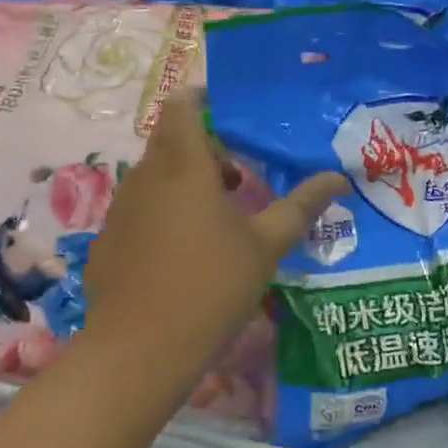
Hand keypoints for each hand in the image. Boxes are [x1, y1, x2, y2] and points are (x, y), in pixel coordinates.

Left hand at [81, 90, 347, 368]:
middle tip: (239, 176)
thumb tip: (339, 179)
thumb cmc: (212, 286)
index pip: (182, 106)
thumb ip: (302, 206)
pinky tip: (182, 251)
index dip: (201, 98)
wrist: (140, 348)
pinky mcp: (108, 237)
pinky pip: (139, 206)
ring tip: (217, 216)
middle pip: (170, 139)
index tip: (230, 113)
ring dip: (184, 180)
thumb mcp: (266, 245)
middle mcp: (146, 176)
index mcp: (184, 165)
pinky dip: (162, 210)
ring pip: (154, 174)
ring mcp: (121, 207)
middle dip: (203, 147)